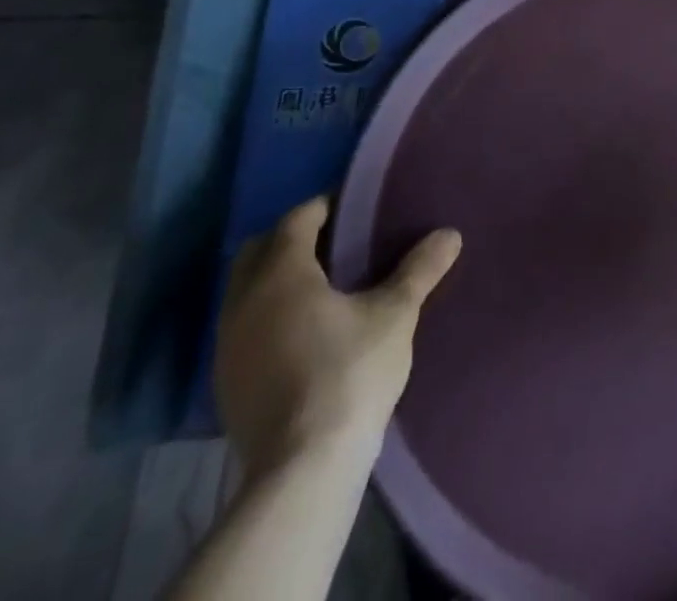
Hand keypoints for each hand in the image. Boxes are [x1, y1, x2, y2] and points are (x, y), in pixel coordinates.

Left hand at [215, 196, 461, 475]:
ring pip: (245, 290)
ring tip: (322, 286)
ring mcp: (228, 346)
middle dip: (293, 238)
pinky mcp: (226, 384)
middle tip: (335, 242)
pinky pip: (244, 327)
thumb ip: (419, 269)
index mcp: (281, 274)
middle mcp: (243, 301)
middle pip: (259, 250)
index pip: (297, 219)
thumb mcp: (395, 314)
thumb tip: (450, 234)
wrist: (302, 470)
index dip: (325, 206)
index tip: (355, 207)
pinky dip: (267, 315)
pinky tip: (302, 332)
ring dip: (276, 278)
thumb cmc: (349, 373)